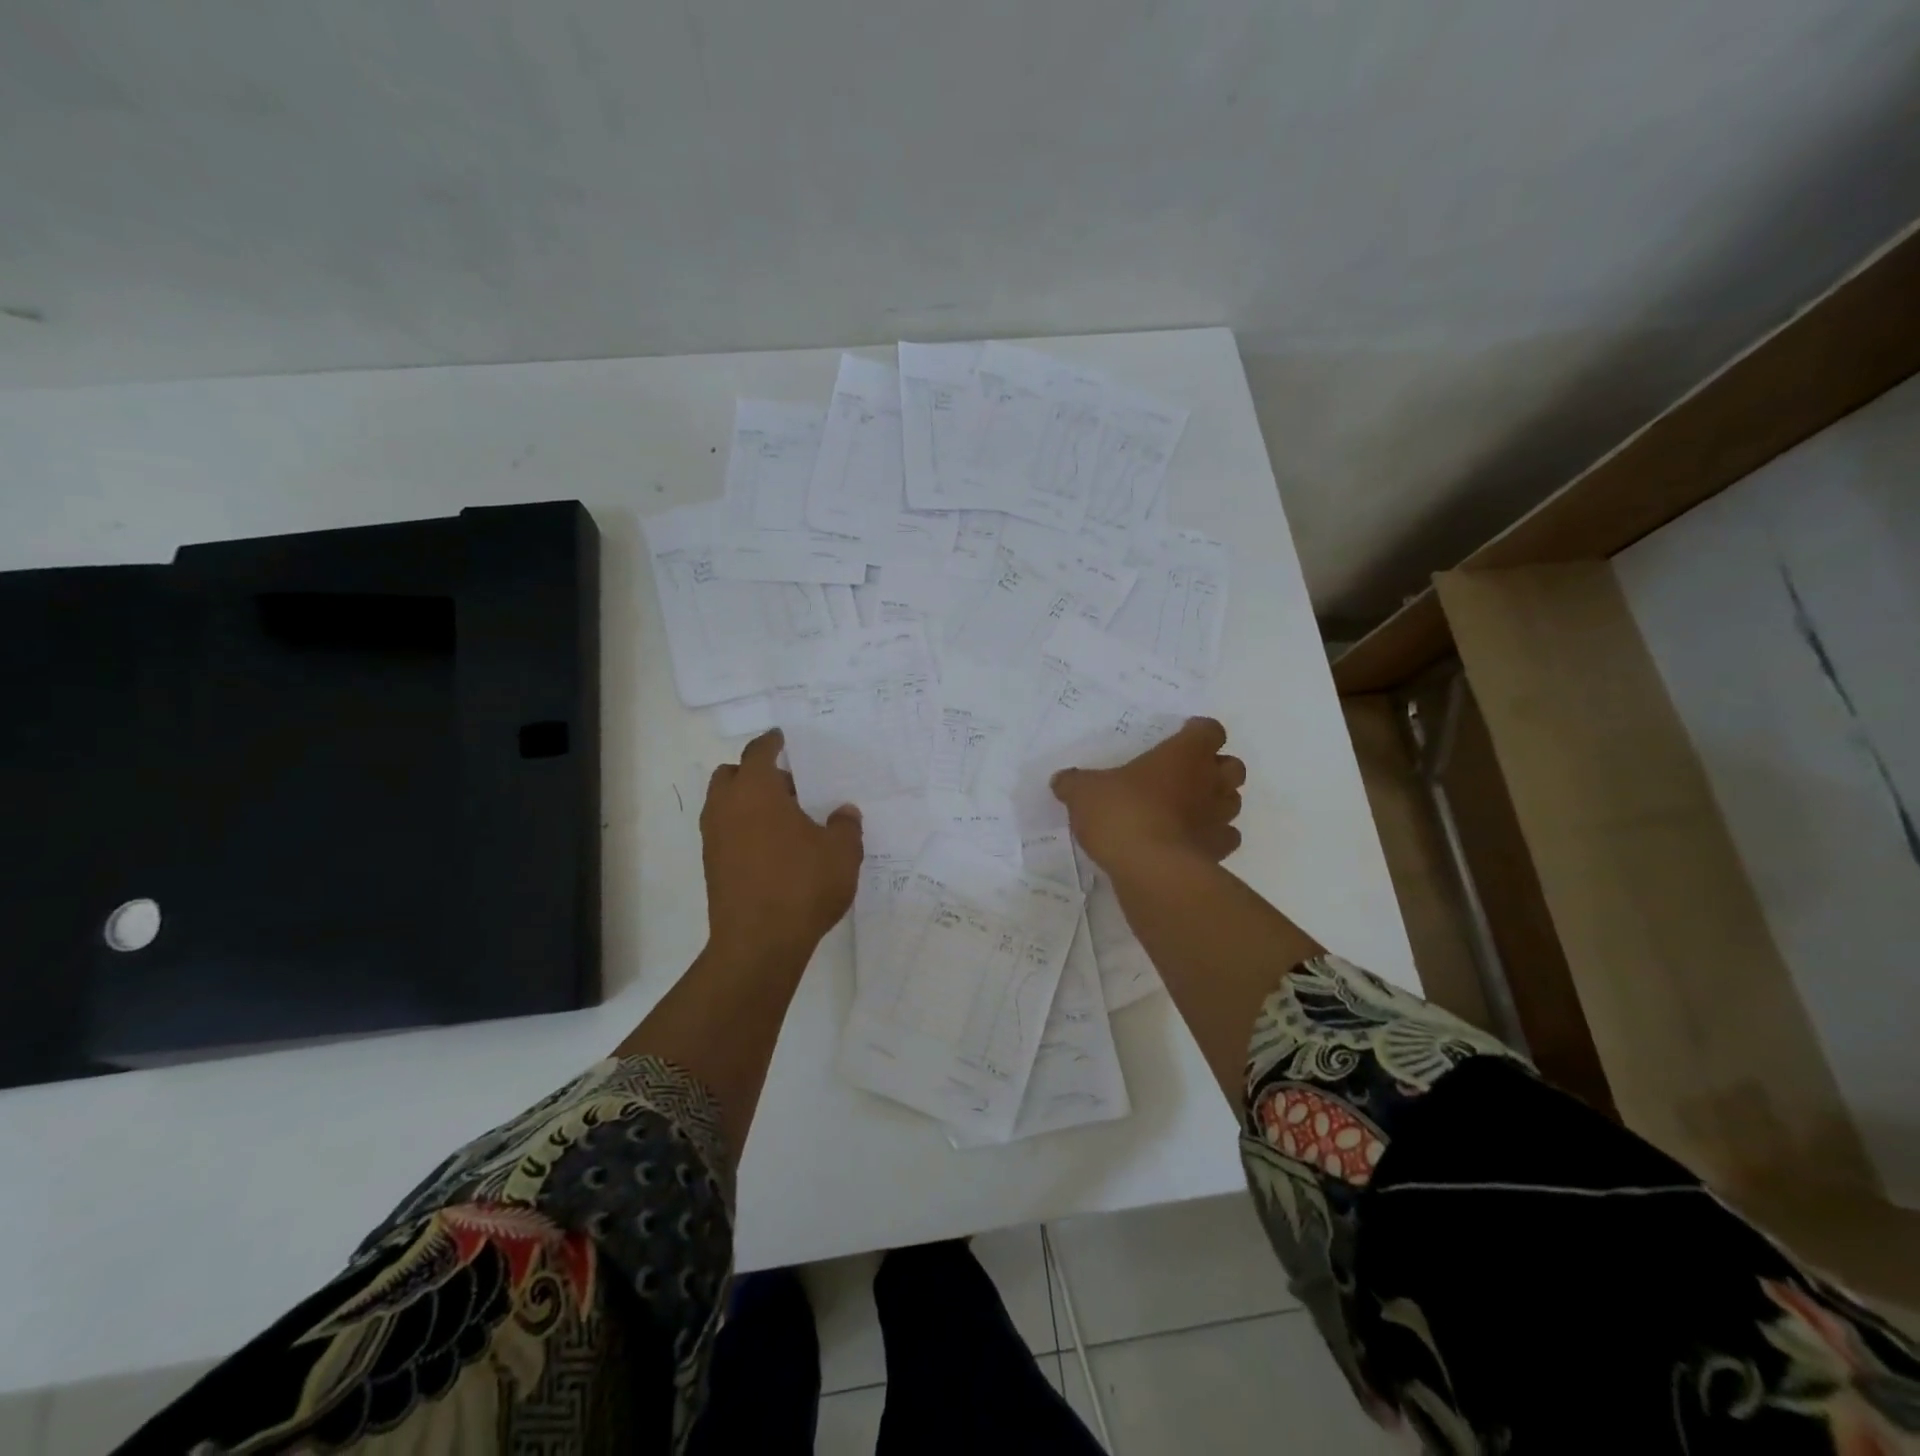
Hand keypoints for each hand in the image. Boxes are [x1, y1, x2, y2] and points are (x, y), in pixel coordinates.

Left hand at [701, 730, 862, 961]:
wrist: (759, 944)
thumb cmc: (802, 885)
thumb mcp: (841, 853)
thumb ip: (845, 826)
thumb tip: (844, 813)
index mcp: (756, 790)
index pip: (758, 752)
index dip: (771, 742)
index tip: (782, 738)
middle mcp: (726, 807)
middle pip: (732, 775)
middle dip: (755, 773)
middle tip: (789, 786)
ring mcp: (713, 839)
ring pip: (725, 805)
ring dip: (748, 803)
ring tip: (785, 821)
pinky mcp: (712, 868)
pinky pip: (725, 833)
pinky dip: (743, 830)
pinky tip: (774, 850)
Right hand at [1050, 717, 1244, 875]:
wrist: (1151, 868)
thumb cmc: (1122, 813)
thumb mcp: (1084, 792)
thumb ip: (1075, 783)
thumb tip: (1062, 780)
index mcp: (1183, 754)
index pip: (1210, 730)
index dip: (1198, 733)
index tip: (1180, 738)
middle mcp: (1209, 781)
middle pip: (1233, 766)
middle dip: (1216, 768)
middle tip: (1186, 775)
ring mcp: (1219, 818)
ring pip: (1234, 801)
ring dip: (1217, 802)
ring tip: (1188, 809)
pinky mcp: (1219, 851)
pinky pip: (1226, 838)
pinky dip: (1214, 837)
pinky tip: (1190, 842)